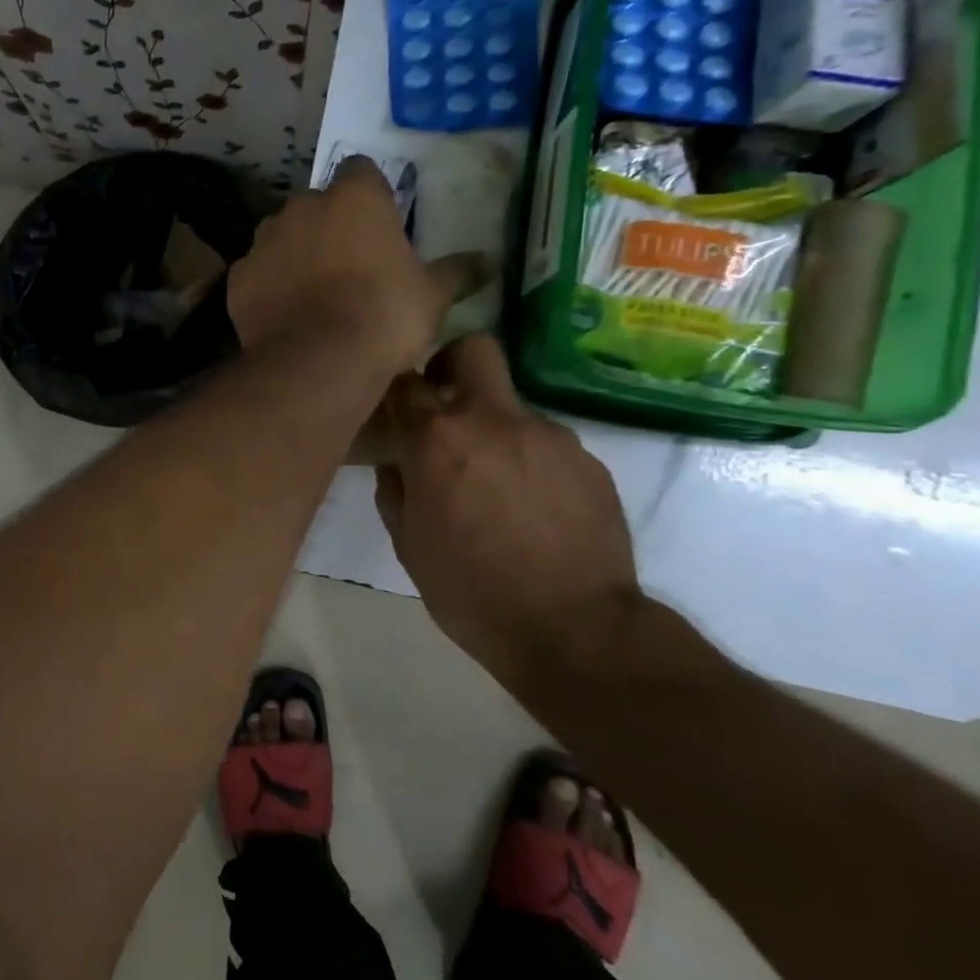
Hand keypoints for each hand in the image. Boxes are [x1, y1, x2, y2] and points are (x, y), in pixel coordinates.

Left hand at [227, 158, 470, 377]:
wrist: (318, 361)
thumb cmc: (384, 316)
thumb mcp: (431, 295)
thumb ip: (456, 272)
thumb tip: (489, 262)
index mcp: (353, 196)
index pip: (360, 171)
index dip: (369, 194)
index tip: (378, 223)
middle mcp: (301, 207)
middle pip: (316, 205)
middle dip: (328, 226)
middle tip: (348, 265)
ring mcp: (263, 241)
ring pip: (280, 237)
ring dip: (294, 253)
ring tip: (311, 293)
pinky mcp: (238, 278)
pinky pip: (256, 273)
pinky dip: (267, 286)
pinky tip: (283, 313)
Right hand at [373, 334, 640, 674]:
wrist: (574, 630)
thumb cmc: (470, 590)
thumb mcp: (408, 544)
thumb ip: (395, 489)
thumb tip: (397, 461)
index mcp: (438, 438)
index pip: (404, 380)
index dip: (394, 389)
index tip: (392, 409)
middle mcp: (494, 420)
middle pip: (473, 350)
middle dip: (451, 364)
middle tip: (443, 405)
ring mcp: (549, 436)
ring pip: (511, 407)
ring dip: (494, 430)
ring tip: (494, 486)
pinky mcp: (588, 460)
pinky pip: (546, 444)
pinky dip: (530, 462)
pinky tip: (531, 507)